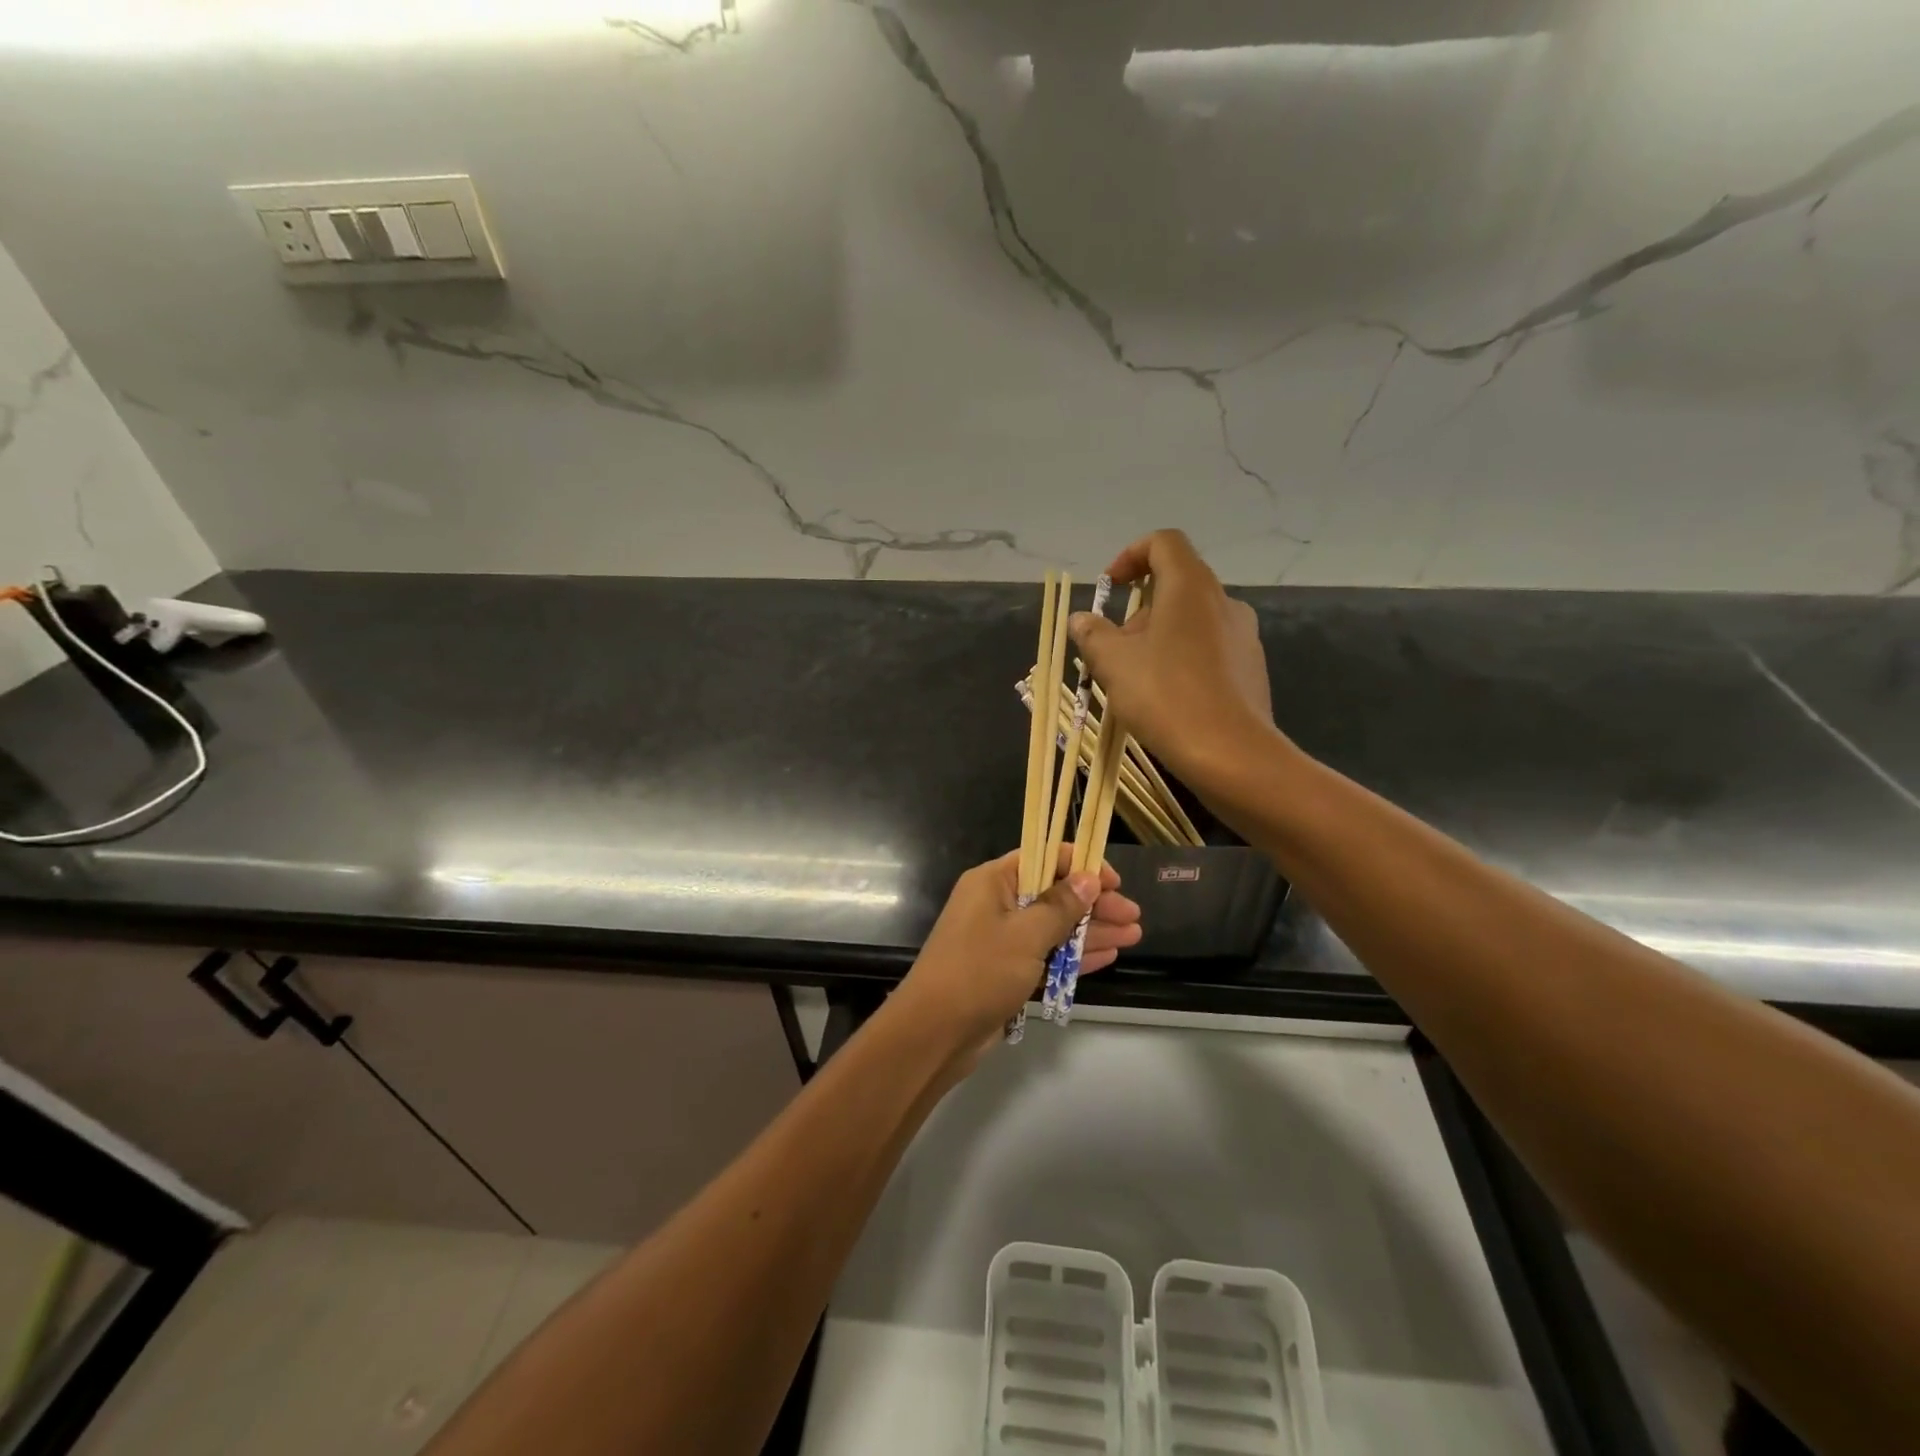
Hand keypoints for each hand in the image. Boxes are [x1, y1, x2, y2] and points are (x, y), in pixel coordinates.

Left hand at [895, 849, 1140, 1063]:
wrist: (934, 1033)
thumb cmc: (979, 972)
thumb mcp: (1025, 934)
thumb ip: (1060, 906)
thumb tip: (1089, 878)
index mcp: (993, 881)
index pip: (1044, 858)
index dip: (1081, 866)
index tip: (1113, 882)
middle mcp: (996, 903)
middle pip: (1053, 893)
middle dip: (1094, 904)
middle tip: (1133, 916)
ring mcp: (1002, 939)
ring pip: (1054, 926)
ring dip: (1091, 930)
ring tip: (1133, 935)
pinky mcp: (1007, 970)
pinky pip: (1047, 954)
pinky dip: (1074, 955)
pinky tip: (1107, 955)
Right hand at [1069, 529, 1279, 793]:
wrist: (1231, 754)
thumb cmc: (1165, 696)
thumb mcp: (1113, 664)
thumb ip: (1092, 635)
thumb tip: (1082, 620)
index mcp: (1190, 586)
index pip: (1163, 542)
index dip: (1130, 556)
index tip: (1109, 590)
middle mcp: (1223, 601)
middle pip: (1175, 584)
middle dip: (1137, 610)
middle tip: (1113, 649)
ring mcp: (1243, 635)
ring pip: (1191, 620)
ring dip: (1158, 637)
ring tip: (1135, 678)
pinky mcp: (1251, 668)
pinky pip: (1209, 648)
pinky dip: (1182, 658)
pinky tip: (1167, 698)